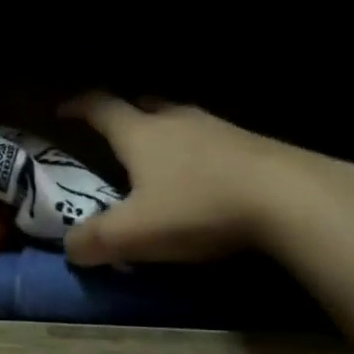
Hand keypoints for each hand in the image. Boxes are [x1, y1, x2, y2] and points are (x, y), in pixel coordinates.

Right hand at [60, 94, 353, 266]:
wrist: (289, 198)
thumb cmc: (198, 207)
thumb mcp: (134, 234)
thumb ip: (95, 241)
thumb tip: (70, 247)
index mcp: (141, 134)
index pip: (101, 107)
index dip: (79, 106)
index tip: (63, 110)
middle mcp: (177, 121)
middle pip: (145, 106)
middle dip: (126, 115)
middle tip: (116, 132)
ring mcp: (218, 128)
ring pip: (182, 121)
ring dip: (166, 132)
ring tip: (161, 156)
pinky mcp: (253, 145)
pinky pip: (213, 140)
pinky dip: (199, 152)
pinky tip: (206, 177)